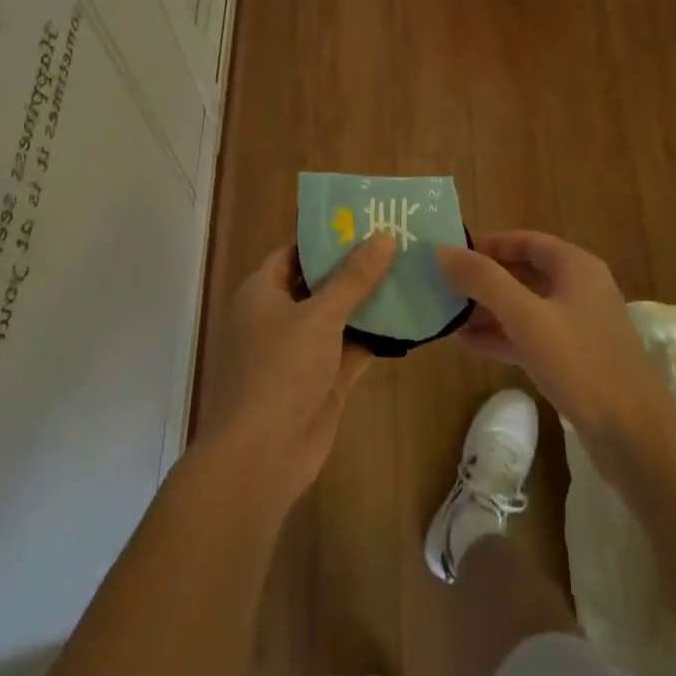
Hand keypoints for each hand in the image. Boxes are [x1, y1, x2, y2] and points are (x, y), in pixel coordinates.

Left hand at [195, 235, 394, 508]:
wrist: (262, 455)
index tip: (365, 220)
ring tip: (412, 272)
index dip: (326, 237)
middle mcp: (279, 317)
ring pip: (339, 316)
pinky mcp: (323, 380)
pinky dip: (376, 336)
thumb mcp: (319, 315)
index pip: (294, 252)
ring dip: (370, 301)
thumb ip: (353, 277)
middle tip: (399, 242)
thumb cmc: (280, 370)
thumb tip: (384, 237)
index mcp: (262, 292)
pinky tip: (410, 319)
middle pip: (320, 283)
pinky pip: (352, 348)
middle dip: (356, 267)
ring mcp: (301, 351)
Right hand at [438, 231, 669, 445]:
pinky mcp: (575, 360)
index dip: (487, 244)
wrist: (634, 433)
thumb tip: (442, 251)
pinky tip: (469, 345)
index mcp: (575, 266)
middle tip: (443, 287)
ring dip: (488, 310)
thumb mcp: (525, 316)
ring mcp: (579, 326)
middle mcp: (580, 289)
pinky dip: (503, 336)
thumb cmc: (579, 362)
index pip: (524, 240)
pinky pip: (532, 337)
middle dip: (484, 280)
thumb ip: (483, 280)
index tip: (450, 254)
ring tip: (447, 317)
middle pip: (524, 273)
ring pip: (526, 307)